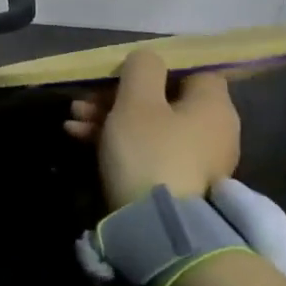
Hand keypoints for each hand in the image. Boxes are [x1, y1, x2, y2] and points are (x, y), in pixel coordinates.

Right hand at [64, 50, 240, 208]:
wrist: (159, 227)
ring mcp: (197, 160)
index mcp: (213, 106)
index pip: (193, 72)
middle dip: (117, 97)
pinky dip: (119, 143)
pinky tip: (79, 138)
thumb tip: (148, 58)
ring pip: (150, 126)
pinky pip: (147, 151)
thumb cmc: (150, 152)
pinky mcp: (178, 184)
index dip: (155, 69)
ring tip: (73, 121)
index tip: (121, 75)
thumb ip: (141, 69)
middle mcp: (213, 131)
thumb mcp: (137, 102)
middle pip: (163, 100)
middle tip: (83, 101)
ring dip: (110, 118)